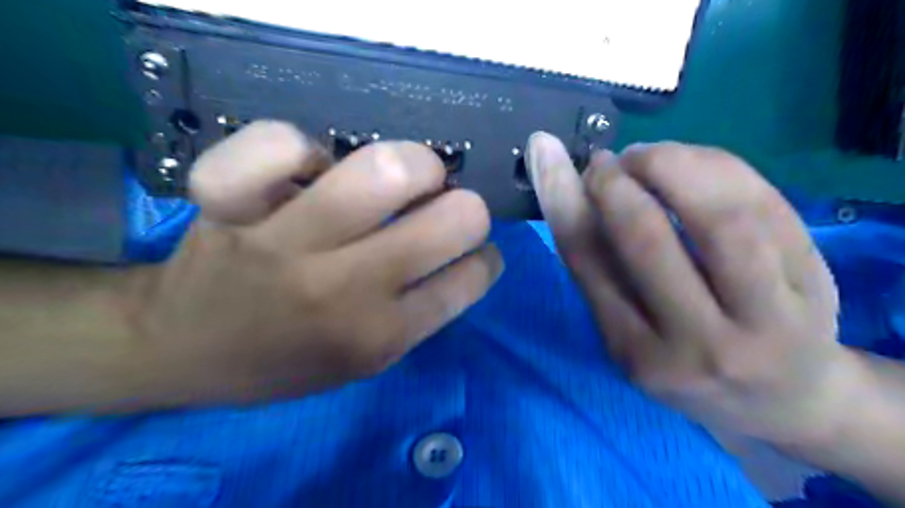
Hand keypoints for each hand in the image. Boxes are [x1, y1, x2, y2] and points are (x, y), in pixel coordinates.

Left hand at [114, 122, 501, 406]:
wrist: (182, 349)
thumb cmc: (285, 360)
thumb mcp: (366, 361)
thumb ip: (421, 312)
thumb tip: (465, 253)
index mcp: (379, 335)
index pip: (471, 278)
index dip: (485, 258)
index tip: (474, 252)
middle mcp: (343, 290)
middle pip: (453, 219)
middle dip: (469, 208)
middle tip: (445, 207)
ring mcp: (285, 242)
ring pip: (385, 171)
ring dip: (416, 163)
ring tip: (402, 175)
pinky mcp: (231, 205)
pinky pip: (280, 144)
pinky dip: (301, 145)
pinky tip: (309, 166)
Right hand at [528, 133, 856, 446]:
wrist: (783, 398)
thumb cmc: (687, 365)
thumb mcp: (629, 335)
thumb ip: (602, 272)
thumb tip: (576, 193)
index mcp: (637, 351)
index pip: (589, 262)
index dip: (562, 199)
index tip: (546, 152)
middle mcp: (699, 341)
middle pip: (649, 238)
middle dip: (617, 182)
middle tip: (607, 163)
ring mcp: (767, 315)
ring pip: (719, 216)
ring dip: (673, 165)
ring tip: (649, 158)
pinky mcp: (815, 283)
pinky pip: (767, 205)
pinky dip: (719, 166)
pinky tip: (693, 163)